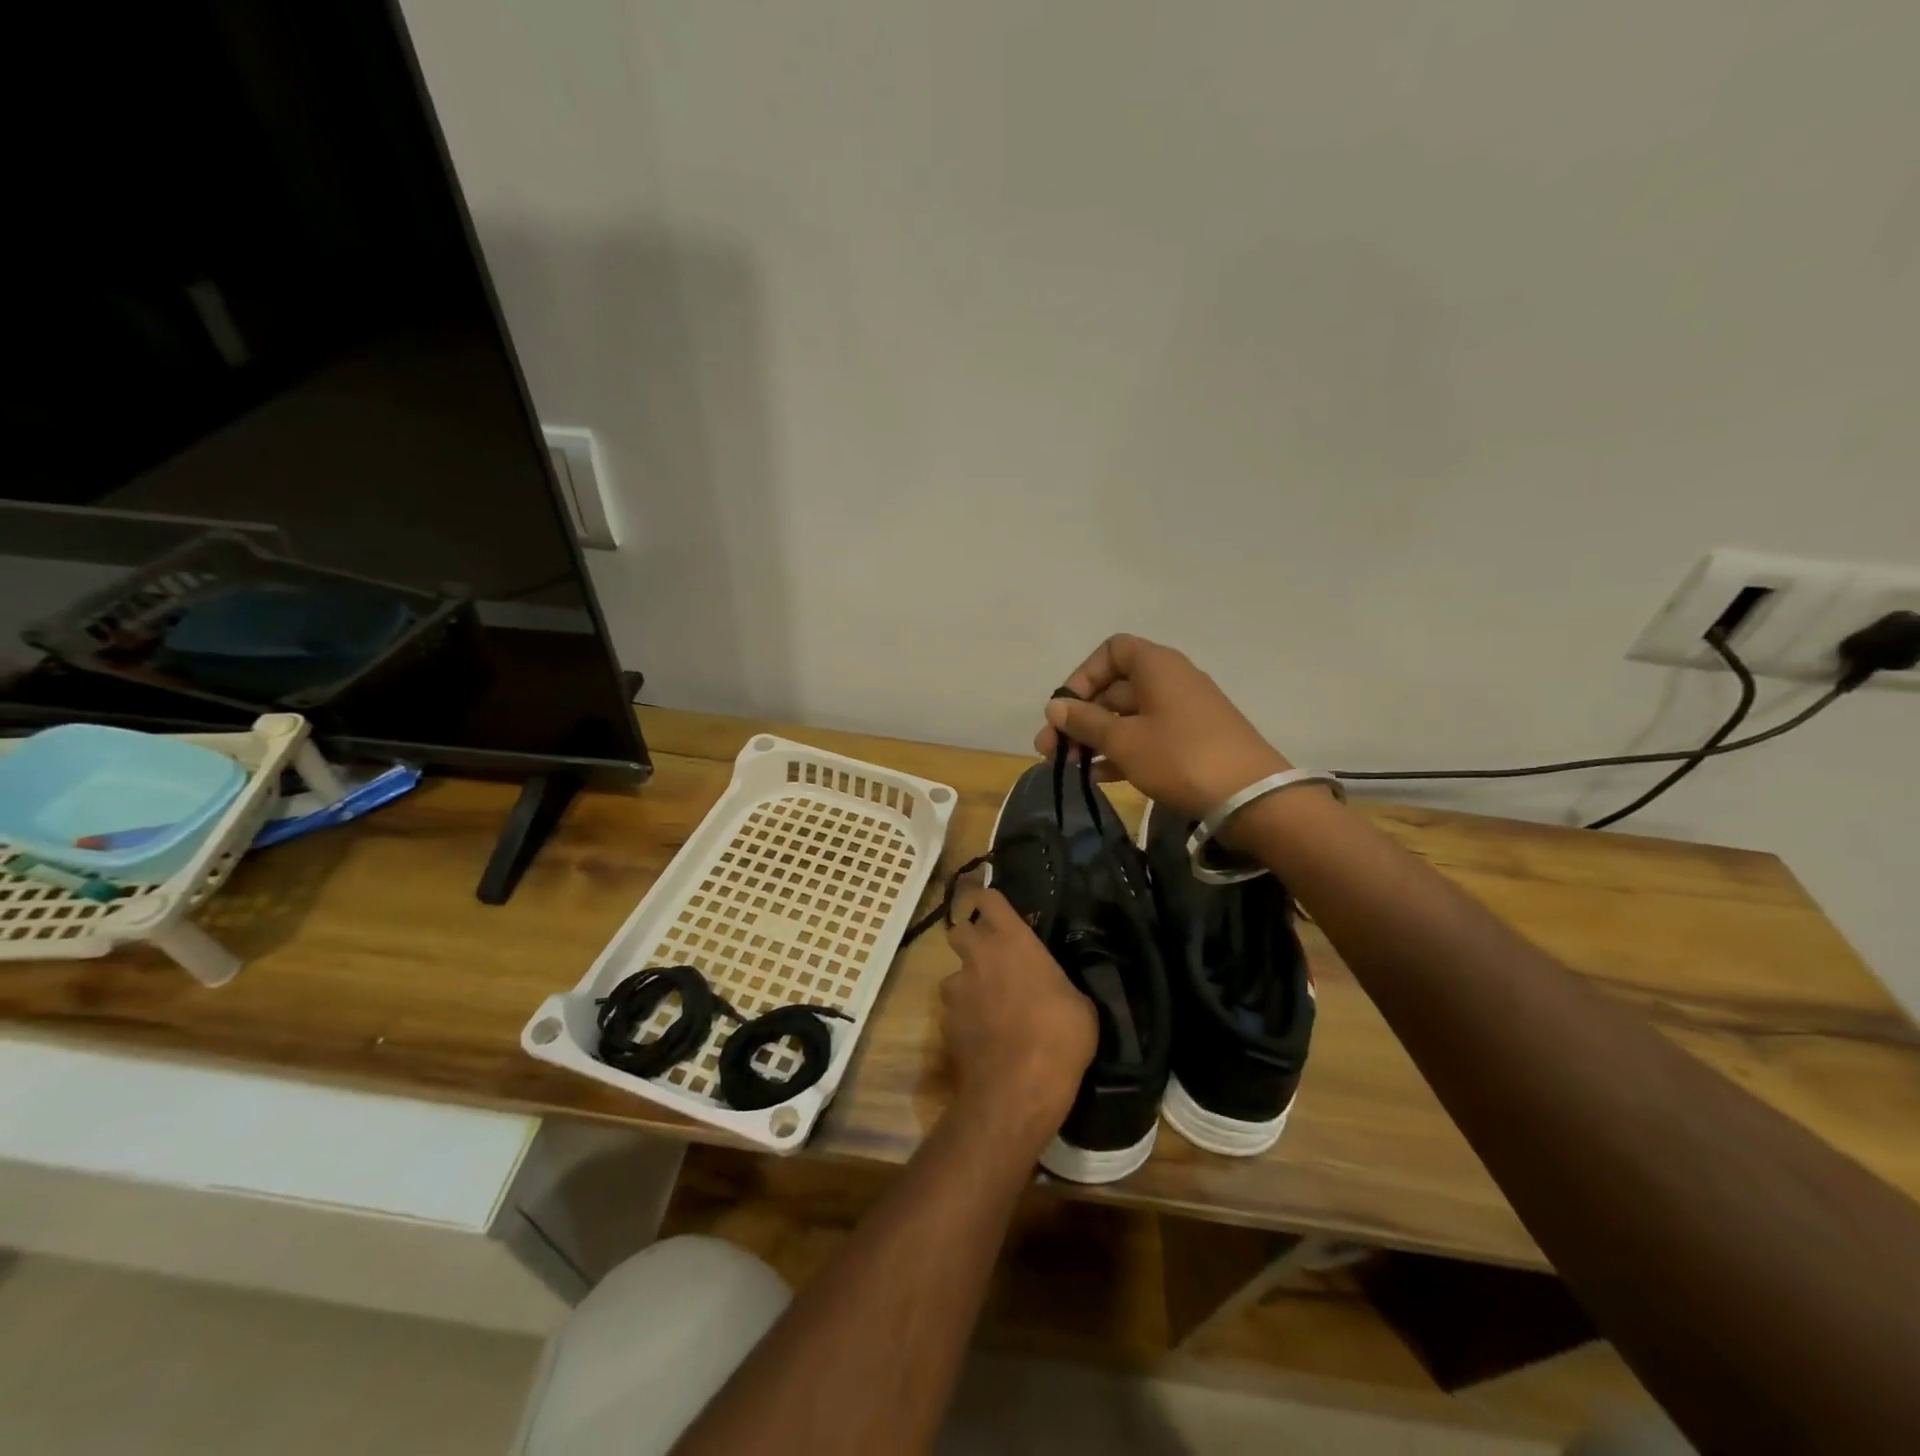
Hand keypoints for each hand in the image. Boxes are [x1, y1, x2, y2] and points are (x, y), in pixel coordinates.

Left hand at [939, 886, 1095, 1149]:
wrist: (1017, 1087)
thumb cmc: (1059, 1035)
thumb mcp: (1079, 1004)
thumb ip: (1058, 982)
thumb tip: (1056, 986)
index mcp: (1011, 939)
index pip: (988, 898)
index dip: (989, 901)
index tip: (996, 910)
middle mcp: (978, 954)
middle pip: (959, 930)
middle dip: (971, 938)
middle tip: (992, 957)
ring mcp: (957, 988)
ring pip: (954, 974)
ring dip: (968, 983)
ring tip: (989, 1005)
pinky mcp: (945, 1021)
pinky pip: (954, 1009)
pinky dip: (965, 1016)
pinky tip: (984, 1035)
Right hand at [1034, 633, 1291, 821]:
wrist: (1250, 798)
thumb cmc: (1180, 757)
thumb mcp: (1124, 740)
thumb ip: (1085, 721)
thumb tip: (1054, 706)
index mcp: (1156, 666)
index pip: (1111, 651)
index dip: (1082, 676)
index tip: (1065, 709)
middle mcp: (1170, 681)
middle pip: (1115, 688)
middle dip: (1079, 716)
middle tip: (1050, 749)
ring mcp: (1183, 712)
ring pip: (1128, 717)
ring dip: (1095, 738)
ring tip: (1068, 766)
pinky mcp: (1191, 742)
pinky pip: (1146, 737)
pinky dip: (1121, 752)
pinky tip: (1098, 777)